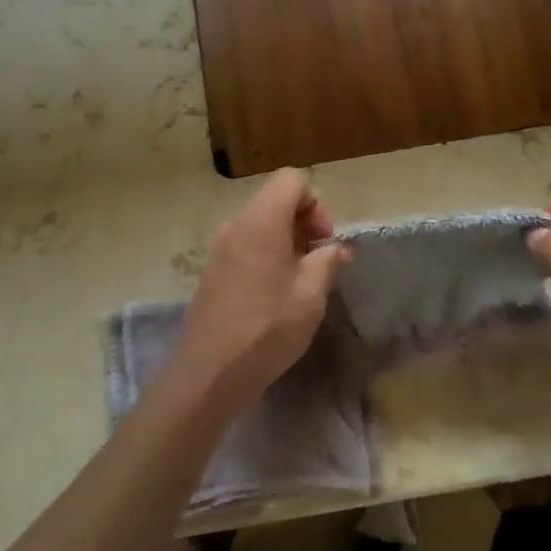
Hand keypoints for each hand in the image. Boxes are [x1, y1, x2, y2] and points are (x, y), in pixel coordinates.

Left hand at [171, 170, 352, 408]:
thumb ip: (329, 260)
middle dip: (303, 223)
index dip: (316, 203)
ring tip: (299, 281)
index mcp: (261, 220)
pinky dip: (266, 255)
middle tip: (318, 262)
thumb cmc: (268, 326)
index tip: (323, 241)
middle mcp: (236, 224)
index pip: (292, 180)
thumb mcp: (312, 293)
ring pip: (260, 224)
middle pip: (275, 200)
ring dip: (286, 241)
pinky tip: (274, 294)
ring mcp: (219, 247)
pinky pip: (245, 245)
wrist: (211, 371)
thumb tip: (339, 248)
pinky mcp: (212, 270)